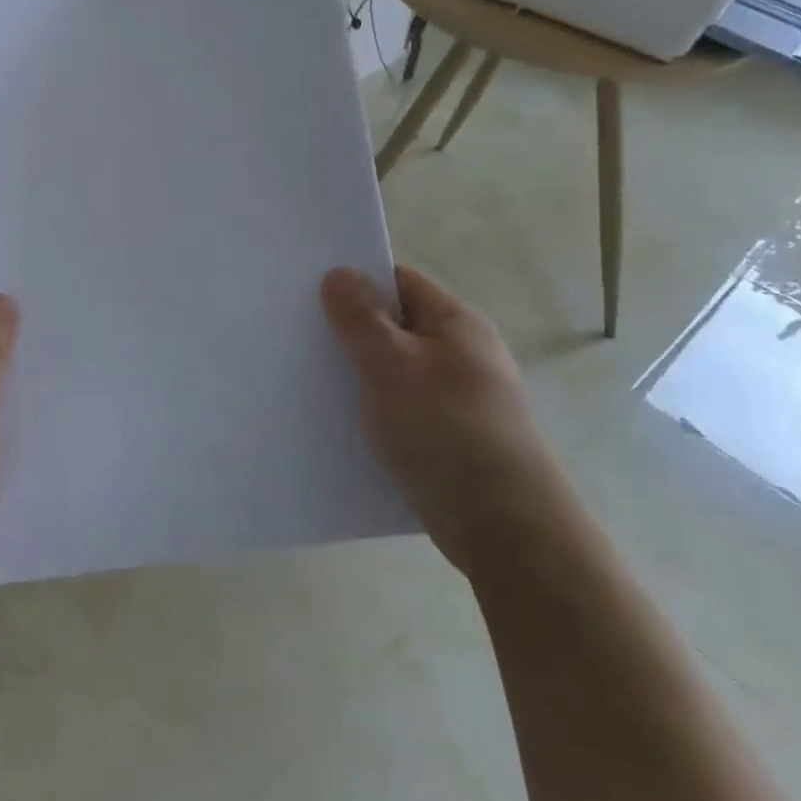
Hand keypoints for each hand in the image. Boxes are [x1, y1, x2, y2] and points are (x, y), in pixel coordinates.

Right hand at [321, 264, 567, 577]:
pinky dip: (370, 411)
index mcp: (455, 323)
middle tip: (296, 337)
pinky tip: (336, 423)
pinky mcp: (447, 438)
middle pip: (393, 326)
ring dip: (355, 375)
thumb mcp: (392, 364)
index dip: (355, 282)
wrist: (505, 528)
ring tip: (305, 379)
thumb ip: (360, 317)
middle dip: (348, 331)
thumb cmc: (446, 430)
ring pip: (392, 372)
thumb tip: (339, 273)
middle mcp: (460, 354)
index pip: (399, 282)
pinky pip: (398, 410)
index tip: (307, 293)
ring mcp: (455, 399)